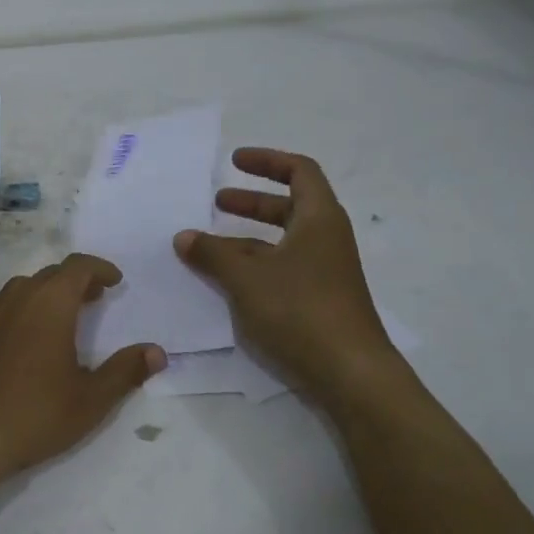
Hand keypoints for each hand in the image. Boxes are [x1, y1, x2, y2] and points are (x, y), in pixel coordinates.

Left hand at [0, 254, 165, 480]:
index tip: (114, 282)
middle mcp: (20, 298)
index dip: (99, 268)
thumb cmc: (39, 414)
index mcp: (52, 305)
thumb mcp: (93, 398)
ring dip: (43, 290)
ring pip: (20, 285)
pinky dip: (3, 302)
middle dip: (76, 281)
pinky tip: (8, 320)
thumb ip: (126, 370)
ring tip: (57, 311)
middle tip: (94, 300)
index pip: (78, 267)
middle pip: (51, 274)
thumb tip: (156, 352)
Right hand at [174, 148, 398, 406]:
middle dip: (251, 201)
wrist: (349, 373)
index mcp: (319, 219)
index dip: (267, 161)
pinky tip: (227, 281)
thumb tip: (183, 236)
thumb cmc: (300, 310)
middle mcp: (325, 240)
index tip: (235, 161)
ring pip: (282, 242)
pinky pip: (282, 269)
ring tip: (209, 245)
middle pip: (289, 206)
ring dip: (247, 237)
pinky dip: (254, 265)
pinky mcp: (317, 301)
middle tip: (217, 201)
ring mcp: (324, 272)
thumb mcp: (247, 277)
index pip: (299, 171)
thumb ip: (212, 253)